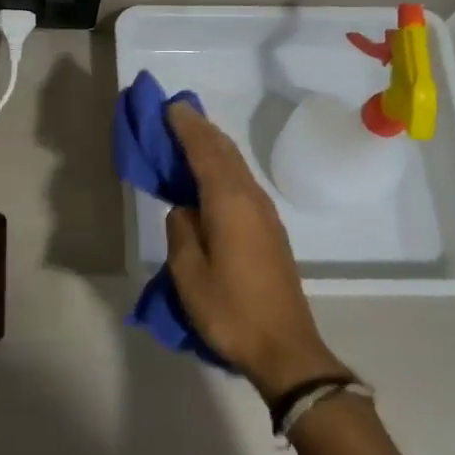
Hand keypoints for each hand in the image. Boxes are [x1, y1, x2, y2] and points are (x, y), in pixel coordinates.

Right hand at [163, 103, 347, 400]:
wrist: (285, 348)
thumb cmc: (231, 310)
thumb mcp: (189, 273)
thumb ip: (181, 231)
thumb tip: (185, 210)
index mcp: (229, 203)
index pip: (205, 152)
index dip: (186, 127)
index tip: (169, 106)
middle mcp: (251, 199)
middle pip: (225, 152)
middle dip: (200, 129)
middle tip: (174, 114)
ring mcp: (264, 214)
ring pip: (236, 166)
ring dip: (212, 146)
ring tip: (187, 136)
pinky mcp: (269, 230)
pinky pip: (241, 183)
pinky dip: (222, 167)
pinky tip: (209, 175)